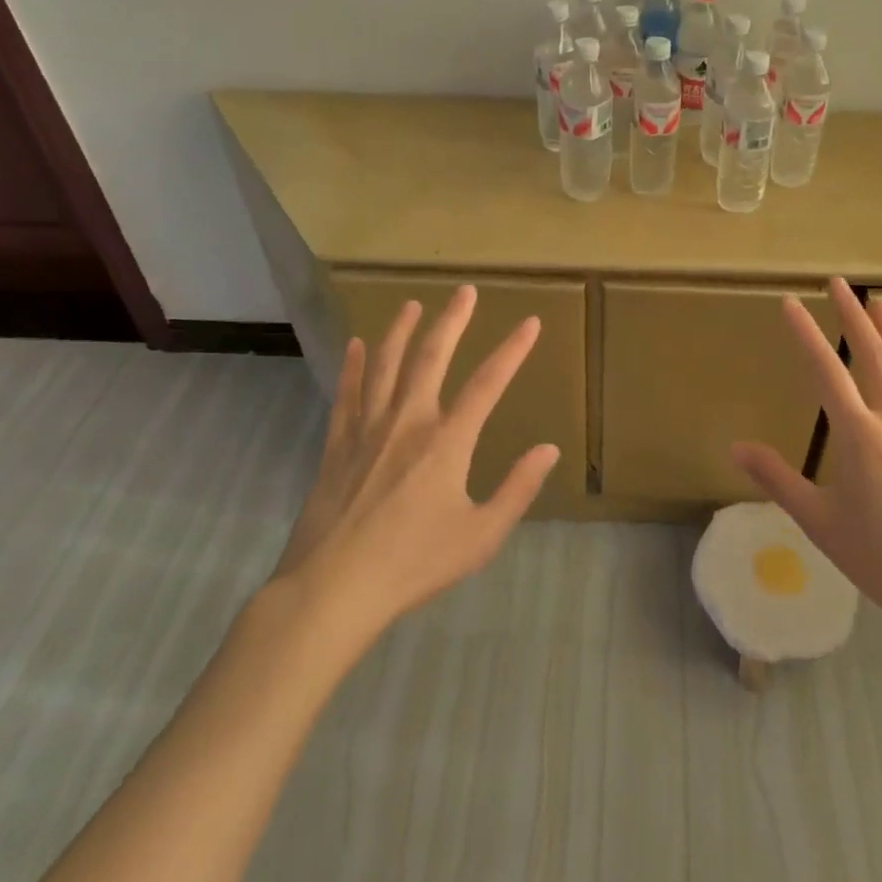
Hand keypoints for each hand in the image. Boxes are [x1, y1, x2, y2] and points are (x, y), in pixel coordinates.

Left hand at [273, 285, 559, 633]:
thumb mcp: (480, 536)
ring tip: (411, 304)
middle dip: (452, 321)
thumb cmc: (413, 564)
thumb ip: (517, 489)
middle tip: (464, 291)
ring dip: (401, 331)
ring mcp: (368, 430)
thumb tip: (549, 449)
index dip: (512, 350)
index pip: (488, 384)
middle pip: (432, 358)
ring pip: (386, 366)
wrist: (332, 590)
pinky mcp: (337, 446)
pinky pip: (348, 394)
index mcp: (447, 443)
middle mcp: (408, 423)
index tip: (529, 322)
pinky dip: (354, 366)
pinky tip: (357, 345)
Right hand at [731, 277, 881, 660]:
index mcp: (858, 435)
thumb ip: (778, 479)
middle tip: (839, 284)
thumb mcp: (819, 522)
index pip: (825, 370)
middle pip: (872, 355)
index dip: (805, 333)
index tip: (790, 302)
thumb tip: (735, 448)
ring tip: (881, 303)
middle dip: (853, 316)